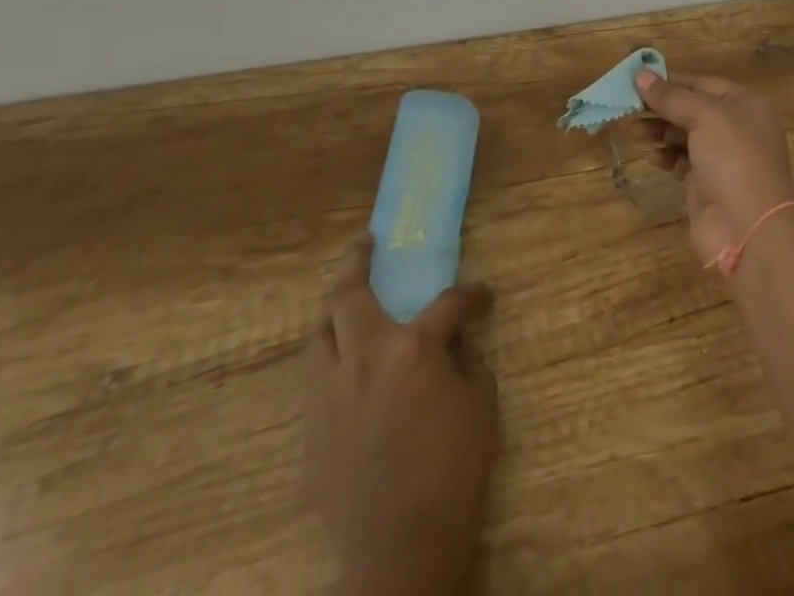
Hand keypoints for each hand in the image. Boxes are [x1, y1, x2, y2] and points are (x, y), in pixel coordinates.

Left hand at [304, 237, 497, 595]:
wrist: (401, 548)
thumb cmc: (454, 468)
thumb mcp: (481, 403)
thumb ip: (466, 361)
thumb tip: (454, 344)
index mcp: (412, 348)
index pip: (447, 302)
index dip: (470, 295)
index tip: (483, 296)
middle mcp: (364, 360)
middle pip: (347, 297)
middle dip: (356, 263)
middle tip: (365, 245)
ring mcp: (330, 397)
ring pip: (318, 337)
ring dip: (333, 314)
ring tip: (345, 305)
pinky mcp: (311, 435)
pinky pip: (315, 385)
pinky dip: (330, 365)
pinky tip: (346, 373)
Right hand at [634, 70, 793, 266]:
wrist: (748, 227)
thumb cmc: (733, 159)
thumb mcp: (705, 117)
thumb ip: (672, 97)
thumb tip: (640, 75)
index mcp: (744, 105)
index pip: (703, 84)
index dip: (673, 81)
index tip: (639, 79)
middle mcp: (735, 128)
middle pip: (692, 109)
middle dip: (662, 107)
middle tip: (628, 105)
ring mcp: (721, 157)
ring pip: (684, 135)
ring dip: (660, 130)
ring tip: (634, 129)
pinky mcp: (705, 183)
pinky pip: (681, 160)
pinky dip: (665, 155)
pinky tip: (650, 155)